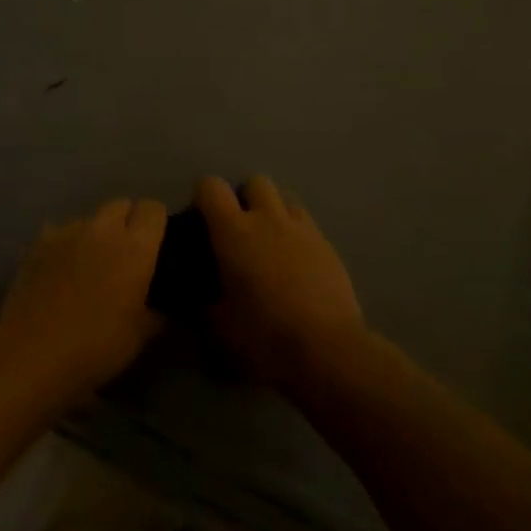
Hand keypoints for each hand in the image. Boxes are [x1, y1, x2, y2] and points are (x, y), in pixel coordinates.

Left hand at [0, 197, 167, 407]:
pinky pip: (59, 231)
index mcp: (135, 248)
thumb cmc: (94, 347)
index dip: (157, 222)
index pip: (153, 209)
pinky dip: (65, 243)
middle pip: (121, 204)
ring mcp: (67, 232)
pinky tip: (60, 268)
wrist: (31, 353)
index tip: (157, 243)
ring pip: (89, 218)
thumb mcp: (138, 337)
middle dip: (127, 221)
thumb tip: (161, 307)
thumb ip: (156, 314)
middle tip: (125, 253)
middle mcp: (103, 230)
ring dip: (95, 233)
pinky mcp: (38, 242)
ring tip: (90, 263)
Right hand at [196, 175, 365, 390]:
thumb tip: (204, 292)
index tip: (202, 221)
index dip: (203, 198)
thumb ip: (206, 299)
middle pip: (255, 182)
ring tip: (270, 244)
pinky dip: (296, 235)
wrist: (327, 349)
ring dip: (273, 213)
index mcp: (234, 231)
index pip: (211, 187)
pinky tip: (296, 265)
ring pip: (285, 198)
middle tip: (239, 232)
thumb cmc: (264, 335)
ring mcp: (302, 228)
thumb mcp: (219, 324)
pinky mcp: (328, 245)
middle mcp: (268, 218)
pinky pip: (307, 224)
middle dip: (245, 199)